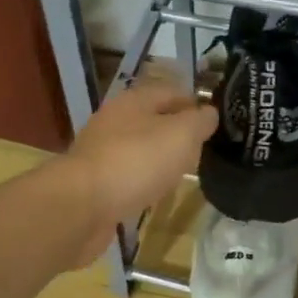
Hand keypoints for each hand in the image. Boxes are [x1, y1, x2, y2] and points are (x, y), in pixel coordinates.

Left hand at [54, 73, 216, 266]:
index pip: (172, 91)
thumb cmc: (137, 161)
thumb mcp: (181, 135)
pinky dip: (143, 180)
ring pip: (140, 148)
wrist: (81, 205)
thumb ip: (200, 121)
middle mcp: (115, 120)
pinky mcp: (95, 181)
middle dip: (178, 132)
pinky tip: (154, 193)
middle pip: (154, 119)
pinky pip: (127, 174)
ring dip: (160, 158)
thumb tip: (209, 113)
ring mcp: (101, 151)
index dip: (196, 103)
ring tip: (182, 173)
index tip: (216, 124)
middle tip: (201, 150)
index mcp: (134, 100)